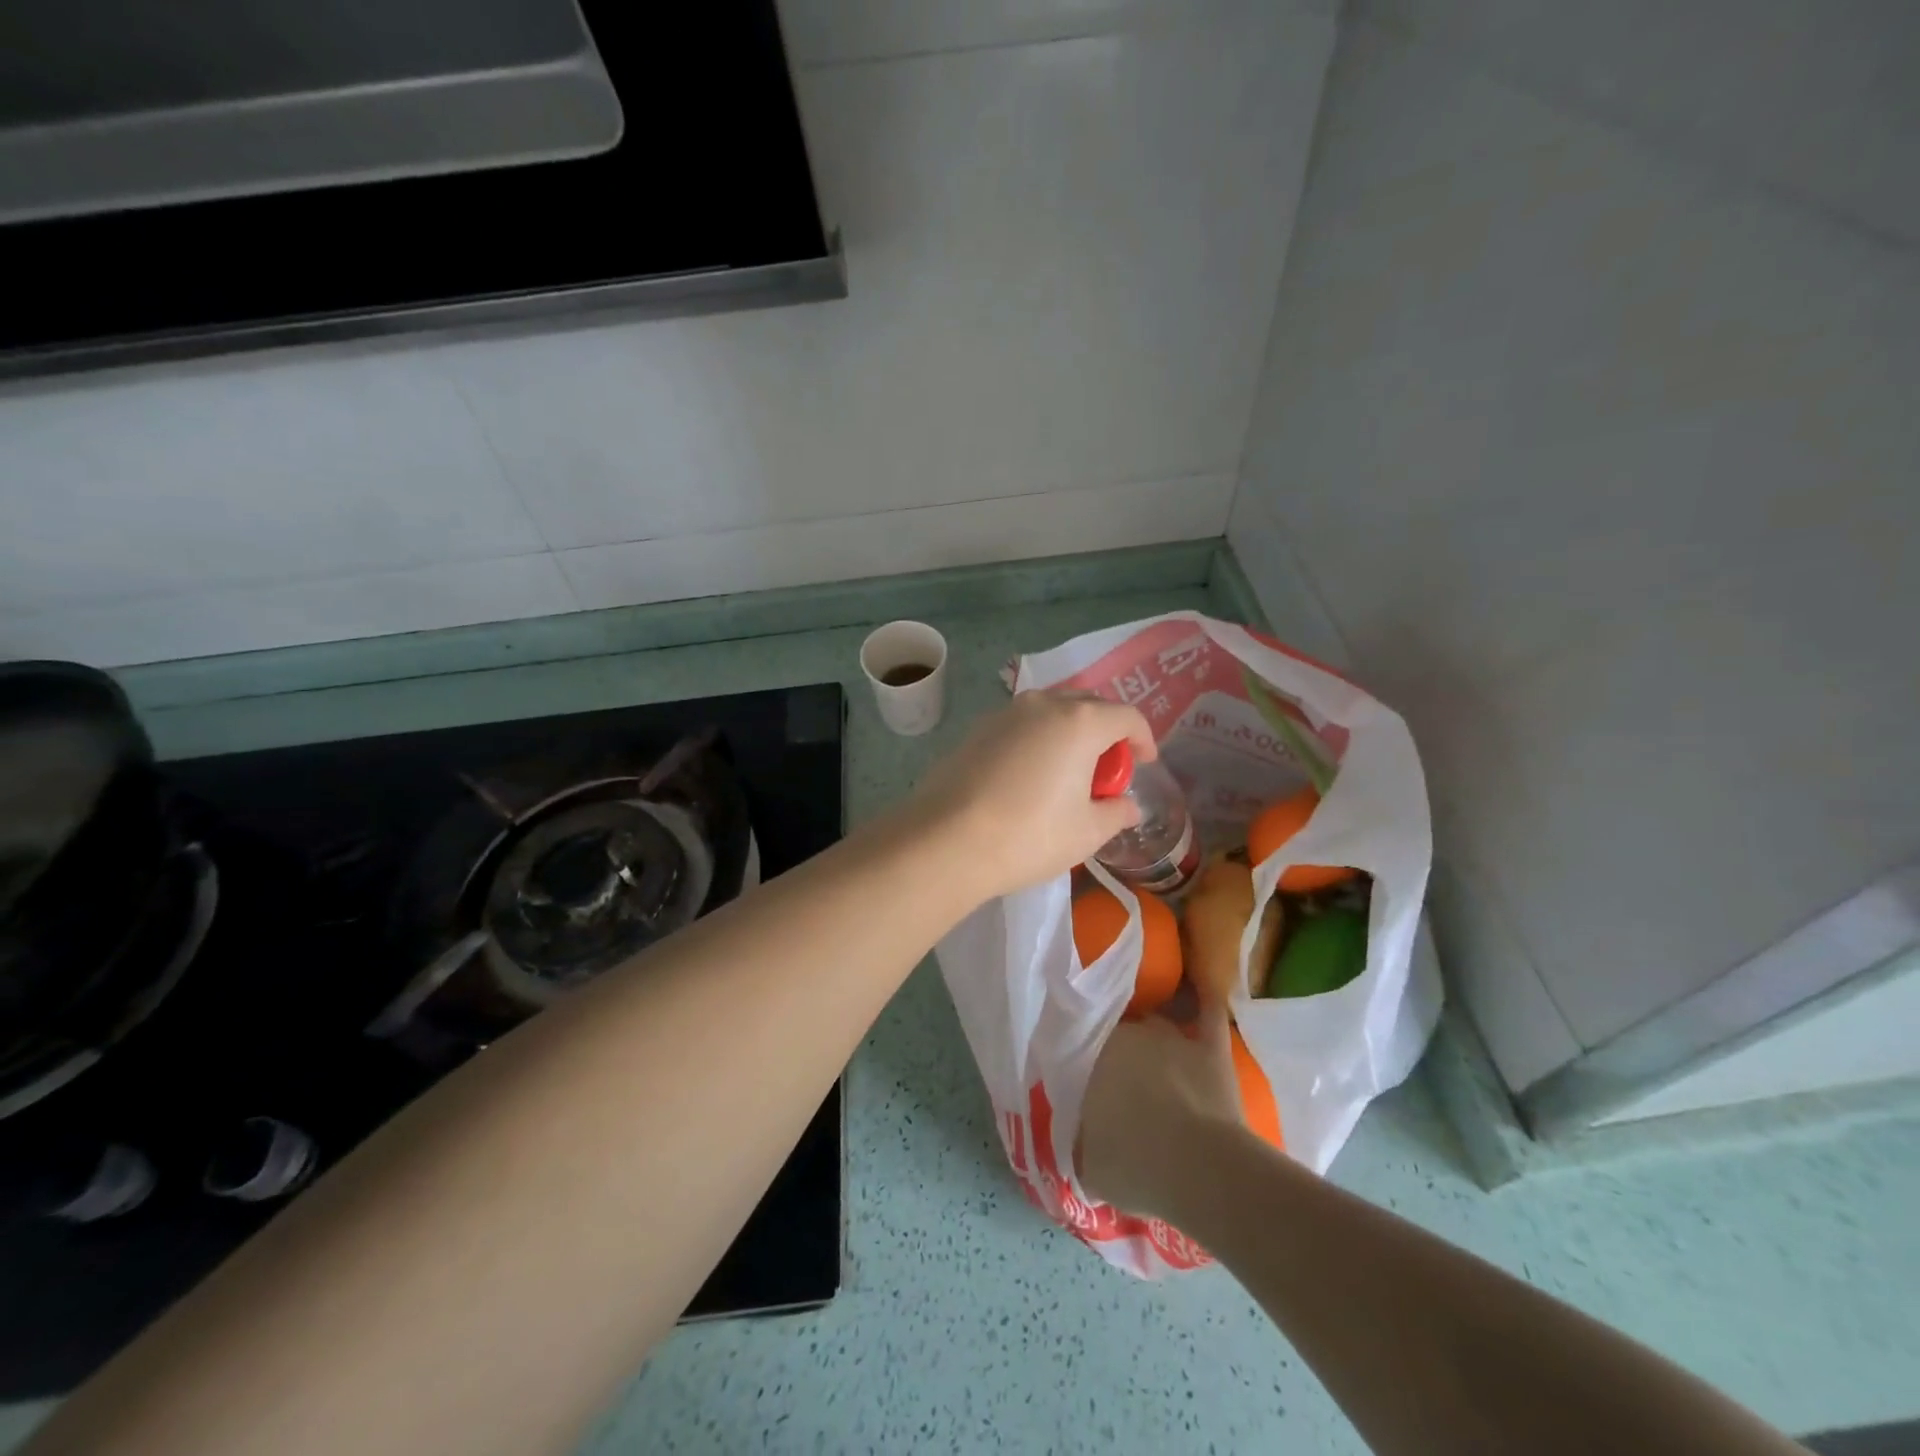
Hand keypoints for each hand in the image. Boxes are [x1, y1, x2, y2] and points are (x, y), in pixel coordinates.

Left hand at [909, 691, 1155, 901]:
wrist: (946, 840)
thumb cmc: (1029, 835)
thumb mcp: (1086, 832)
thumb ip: (1115, 813)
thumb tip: (1127, 806)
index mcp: (1080, 721)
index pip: (1127, 716)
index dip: (1144, 738)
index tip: (1145, 763)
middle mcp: (1043, 705)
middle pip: (1088, 705)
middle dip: (1106, 731)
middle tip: (1106, 771)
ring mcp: (1005, 713)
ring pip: (1051, 712)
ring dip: (1069, 733)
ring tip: (1067, 772)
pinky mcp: (977, 730)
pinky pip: (1021, 725)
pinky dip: (1037, 740)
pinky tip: (1029, 776)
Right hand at [1078, 996, 1242, 1221]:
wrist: (1201, 1171)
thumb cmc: (1134, 1165)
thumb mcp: (1086, 1164)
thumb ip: (1077, 1141)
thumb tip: (1073, 1137)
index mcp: (1092, 1055)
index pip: (1081, 1045)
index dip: (1083, 1060)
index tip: (1083, 1078)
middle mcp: (1128, 1034)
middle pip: (1117, 1034)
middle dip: (1117, 1052)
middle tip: (1118, 1078)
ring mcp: (1172, 1037)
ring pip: (1156, 1021)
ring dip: (1152, 1035)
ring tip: (1152, 1050)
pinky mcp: (1210, 1048)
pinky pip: (1208, 1013)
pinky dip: (1203, 1001)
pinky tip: (1202, 990)